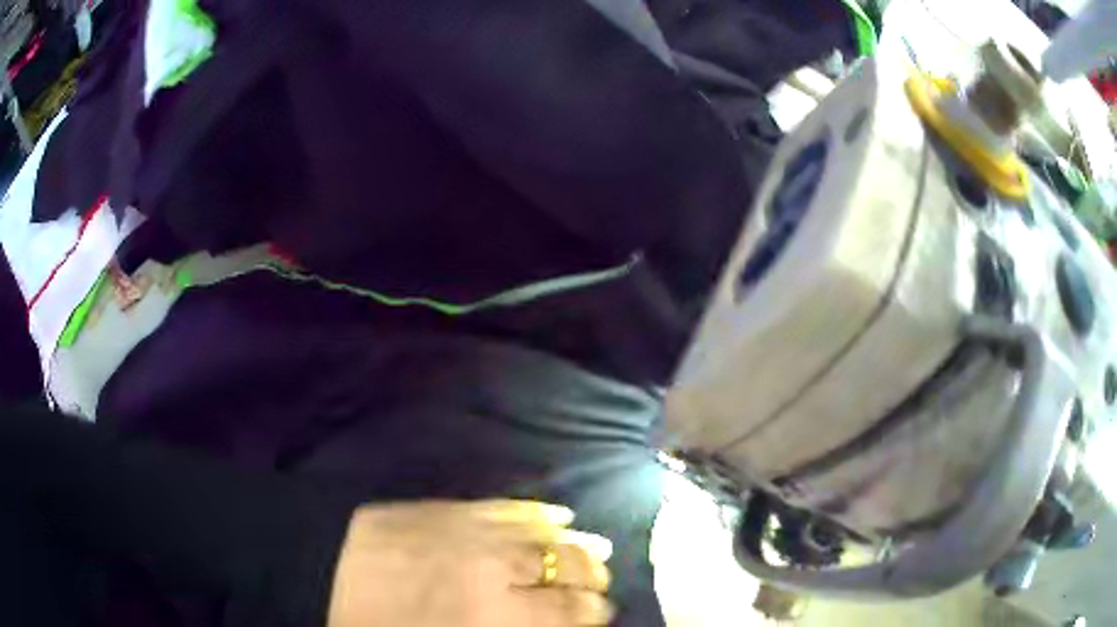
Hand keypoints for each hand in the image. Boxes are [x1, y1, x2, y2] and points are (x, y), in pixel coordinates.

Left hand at [327, 500, 613, 626]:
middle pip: (567, 571)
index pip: (567, 613)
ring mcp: (472, 533)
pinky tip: (561, 514)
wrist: (318, 571)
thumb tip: (543, 624)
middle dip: (594, 580)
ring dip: (581, 545)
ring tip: (599, 551)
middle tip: (603, 585)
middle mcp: (494, 573)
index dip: (592, 613)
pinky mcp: (449, 508)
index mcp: (492, 619)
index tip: (603, 613)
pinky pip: (507, 506)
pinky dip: (540, 512)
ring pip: (547, 535)